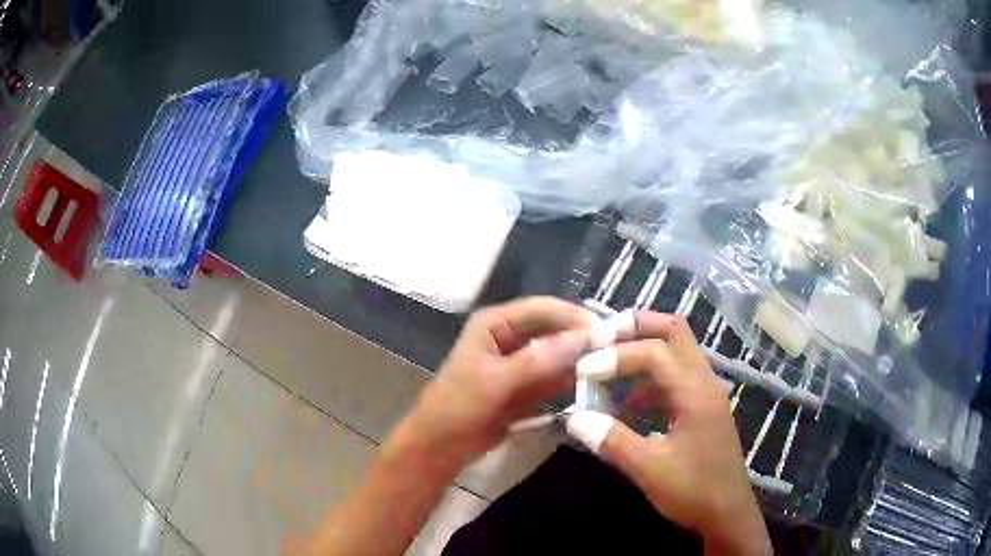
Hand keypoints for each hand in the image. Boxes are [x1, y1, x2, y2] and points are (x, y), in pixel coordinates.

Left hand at [407, 297, 596, 462]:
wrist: (441, 446)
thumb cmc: (458, 406)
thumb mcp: (495, 381)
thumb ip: (538, 360)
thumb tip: (584, 339)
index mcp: (495, 323)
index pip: (542, 309)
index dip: (574, 317)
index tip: (606, 331)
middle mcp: (510, 336)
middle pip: (553, 329)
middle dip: (581, 339)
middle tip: (615, 351)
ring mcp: (519, 362)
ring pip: (557, 353)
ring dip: (580, 360)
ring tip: (611, 368)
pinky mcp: (526, 385)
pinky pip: (554, 376)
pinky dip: (571, 379)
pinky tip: (594, 385)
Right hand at [566, 311, 770, 555]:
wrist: (726, 514)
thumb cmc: (693, 491)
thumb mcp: (649, 469)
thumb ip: (612, 440)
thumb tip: (573, 417)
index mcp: (696, 392)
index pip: (654, 353)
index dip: (615, 356)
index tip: (582, 372)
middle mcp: (704, 381)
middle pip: (674, 331)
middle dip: (635, 327)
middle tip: (600, 337)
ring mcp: (705, 393)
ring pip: (676, 350)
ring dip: (642, 350)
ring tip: (607, 365)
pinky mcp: (701, 407)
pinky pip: (674, 377)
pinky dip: (648, 378)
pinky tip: (626, 404)